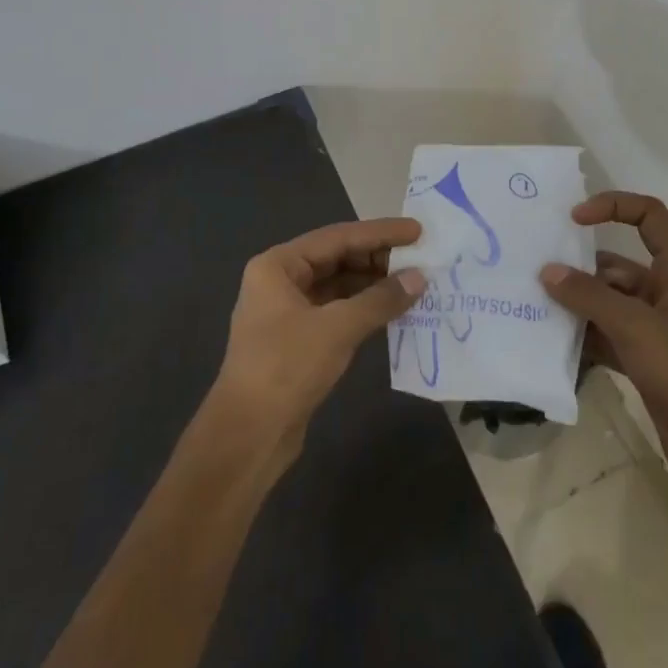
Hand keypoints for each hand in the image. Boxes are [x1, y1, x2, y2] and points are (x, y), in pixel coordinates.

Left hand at [214, 217, 426, 464]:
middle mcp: (280, 281)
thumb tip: (420, 277)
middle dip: (378, 258)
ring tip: (413, 282)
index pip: (338, 237)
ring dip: (374, 284)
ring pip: (339, 285)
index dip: (380, 233)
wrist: (248, 437)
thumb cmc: (286, 368)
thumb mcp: (337, 328)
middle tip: (420, 258)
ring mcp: (288, 312)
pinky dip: (364, 308)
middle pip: (337, 258)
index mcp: (278, 266)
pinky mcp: (298, 340)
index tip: (417, 231)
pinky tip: (393, 310)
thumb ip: (381, 299)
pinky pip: (338, 310)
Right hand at [540, 192, 667, 476]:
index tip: (574, 218)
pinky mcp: (644, 358)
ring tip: (535, 306)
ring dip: (577, 305)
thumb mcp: (635, 326)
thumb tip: (548, 272)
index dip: (613, 206)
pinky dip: (584, 336)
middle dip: (580, 268)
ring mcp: (655, 327)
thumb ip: (589, 297)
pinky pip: (606, 335)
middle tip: (537, 272)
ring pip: (608, 302)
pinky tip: (552, 343)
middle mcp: (666, 292)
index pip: (648, 217)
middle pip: (617, 265)